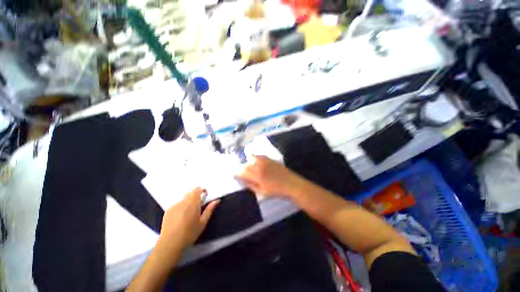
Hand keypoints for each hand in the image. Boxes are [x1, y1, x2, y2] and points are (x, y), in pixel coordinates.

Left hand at [159, 187, 218, 249]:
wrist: (170, 243)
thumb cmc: (190, 233)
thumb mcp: (203, 222)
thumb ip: (209, 209)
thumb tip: (216, 200)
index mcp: (193, 203)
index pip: (197, 189)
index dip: (201, 190)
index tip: (204, 196)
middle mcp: (183, 202)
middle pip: (190, 193)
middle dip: (195, 196)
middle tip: (198, 206)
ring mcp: (174, 206)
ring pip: (183, 199)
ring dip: (188, 202)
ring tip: (188, 214)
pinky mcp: (168, 211)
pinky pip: (177, 205)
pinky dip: (181, 207)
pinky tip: (180, 218)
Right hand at [237, 155, 301, 196]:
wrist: (291, 184)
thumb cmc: (276, 191)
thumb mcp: (261, 192)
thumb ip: (250, 185)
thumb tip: (241, 180)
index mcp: (256, 174)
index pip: (242, 171)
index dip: (236, 172)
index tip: (234, 174)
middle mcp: (259, 165)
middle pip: (246, 163)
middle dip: (242, 168)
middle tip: (243, 174)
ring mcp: (265, 160)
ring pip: (252, 156)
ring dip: (249, 161)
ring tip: (251, 168)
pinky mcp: (270, 158)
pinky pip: (259, 156)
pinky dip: (255, 158)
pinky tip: (258, 163)